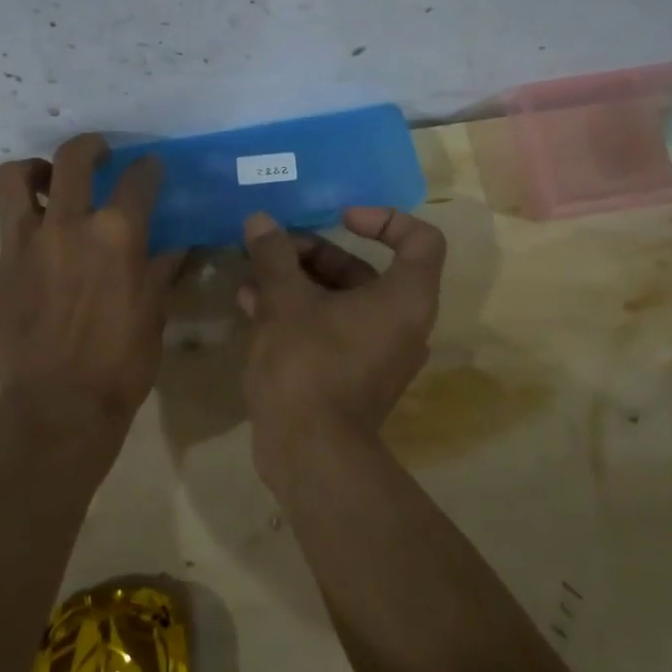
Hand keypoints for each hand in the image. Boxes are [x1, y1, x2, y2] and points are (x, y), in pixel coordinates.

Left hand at [0, 134, 183, 443]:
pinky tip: (34, 223)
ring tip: (47, 177)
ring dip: (34, 167)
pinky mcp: (2, 263)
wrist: (59, 403)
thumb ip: (161, 269)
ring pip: (16, 177)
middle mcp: (71, 225)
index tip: (150, 168)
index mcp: (118, 235)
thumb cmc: (120, 363)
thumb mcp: (154, 313)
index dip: (148, 168)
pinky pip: (3, 218)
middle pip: (75, 158)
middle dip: (91, 146)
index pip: (138, 179)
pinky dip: (18, 208)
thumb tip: (175, 244)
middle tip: (100, 153)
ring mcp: (29, 241)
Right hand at [237, 207, 445, 488]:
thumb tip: (260, 220)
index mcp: (404, 299)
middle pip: (365, 269)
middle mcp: (400, 323)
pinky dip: (298, 312)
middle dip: (315, 254)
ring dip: (298, 282)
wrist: (309, 454)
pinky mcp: (351, 376)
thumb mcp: (285, 301)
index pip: (420, 239)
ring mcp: (376, 353)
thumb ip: (274, 256)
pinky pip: (329, 329)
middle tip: (273, 250)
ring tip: (254, 272)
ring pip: (340, 301)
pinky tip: (251, 305)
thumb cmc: (308, 365)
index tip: (340, 218)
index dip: (384, 219)